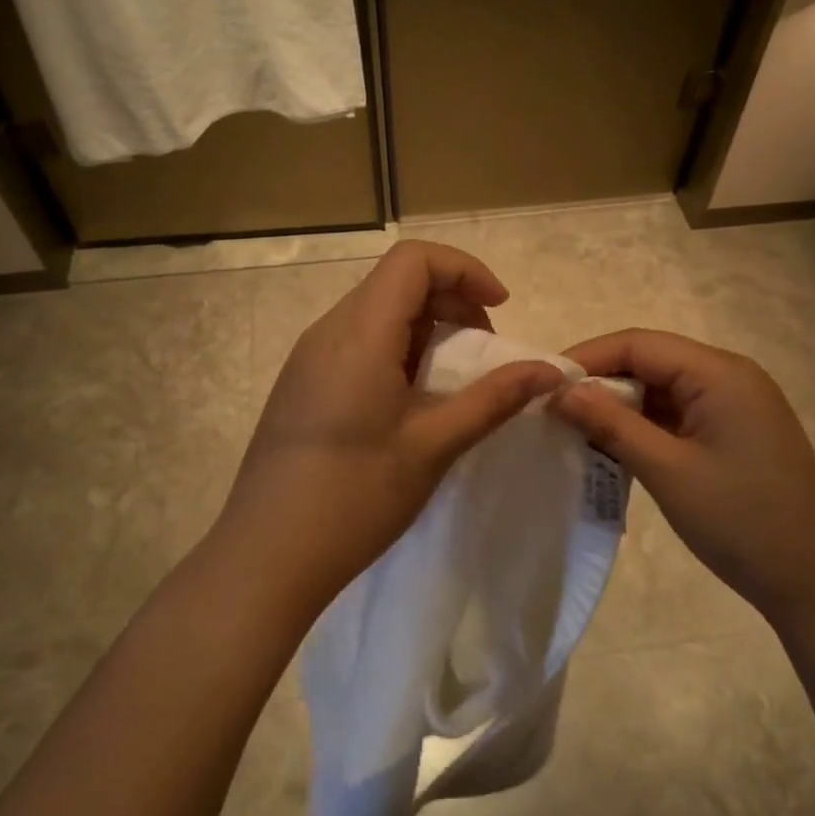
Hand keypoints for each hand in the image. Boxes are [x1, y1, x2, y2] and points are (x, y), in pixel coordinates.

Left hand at [216, 241, 563, 610]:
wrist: (266, 556)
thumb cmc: (355, 497)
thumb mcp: (434, 445)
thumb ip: (493, 399)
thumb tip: (549, 371)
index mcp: (360, 332)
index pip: (414, 259)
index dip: (465, 270)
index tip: (500, 309)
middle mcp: (328, 331)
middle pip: (396, 281)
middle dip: (452, 300)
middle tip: (484, 350)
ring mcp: (308, 357)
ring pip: (376, 312)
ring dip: (425, 329)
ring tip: (452, 380)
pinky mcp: (301, 384)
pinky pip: (356, 342)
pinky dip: (396, 350)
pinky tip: (409, 402)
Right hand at [550, 329, 814, 618]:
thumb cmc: (742, 521)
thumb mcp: (667, 471)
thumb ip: (611, 424)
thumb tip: (559, 391)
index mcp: (720, 373)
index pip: (638, 344)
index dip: (587, 358)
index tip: (542, 383)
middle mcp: (730, 377)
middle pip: (651, 360)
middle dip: (601, 381)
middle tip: (554, 409)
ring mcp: (736, 405)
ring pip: (663, 388)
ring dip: (621, 405)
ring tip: (576, 428)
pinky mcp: (735, 432)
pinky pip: (680, 413)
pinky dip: (645, 425)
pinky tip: (615, 446)